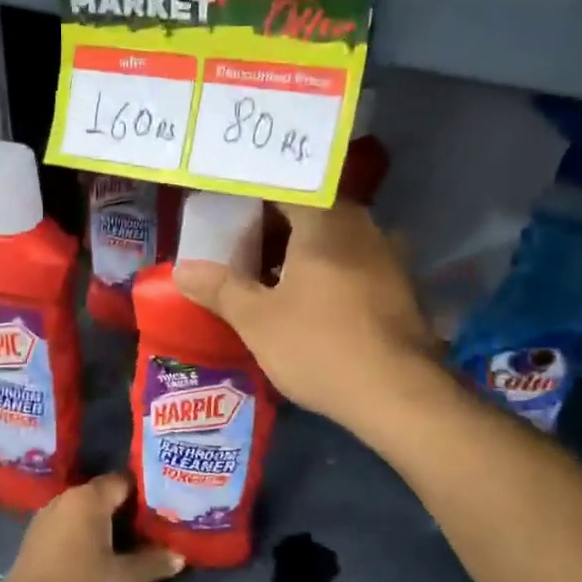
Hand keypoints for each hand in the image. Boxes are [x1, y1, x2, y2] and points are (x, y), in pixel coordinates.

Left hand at [0, 473, 180, 581]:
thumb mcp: (126, 581)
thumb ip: (154, 562)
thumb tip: (178, 554)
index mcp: (87, 499)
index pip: (125, 480)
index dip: (149, 492)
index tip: (169, 507)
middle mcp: (64, 500)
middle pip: (105, 496)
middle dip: (131, 511)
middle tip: (159, 528)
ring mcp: (45, 520)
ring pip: (87, 514)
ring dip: (110, 527)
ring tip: (136, 545)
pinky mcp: (35, 542)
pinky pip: (70, 530)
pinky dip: (88, 538)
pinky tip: (104, 559)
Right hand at [173, 201, 442, 429]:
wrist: (398, 394)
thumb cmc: (320, 346)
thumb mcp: (257, 320)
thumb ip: (220, 288)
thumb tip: (182, 269)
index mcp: (325, 220)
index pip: (283, 186)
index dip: (250, 196)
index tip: (225, 210)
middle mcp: (361, 225)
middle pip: (309, 211)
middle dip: (271, 227)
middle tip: (237, 246)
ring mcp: (387, 255)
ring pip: (332, 239)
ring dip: (299, 251)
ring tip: (266, 276)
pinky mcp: (399, 287)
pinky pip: (352, 263)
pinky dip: (325, 272)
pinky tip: (307, 301)